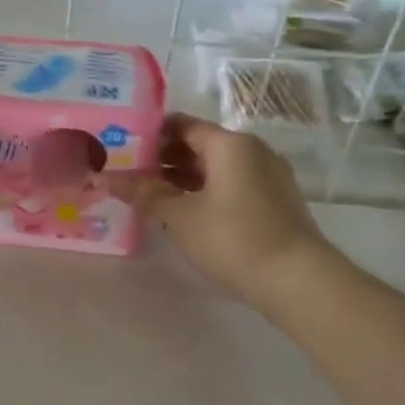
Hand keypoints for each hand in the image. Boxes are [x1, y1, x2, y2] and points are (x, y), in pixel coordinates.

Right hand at [110, 114, 332, 308]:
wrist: (298, 280)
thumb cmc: (233, 239)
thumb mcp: (180, 217)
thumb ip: (144, 194)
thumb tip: (106, 178)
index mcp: (230, 144)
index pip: (182, 124)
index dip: (150, 133)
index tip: (122, 147)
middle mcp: (252, 150)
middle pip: (200, 144)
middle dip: (164, 158)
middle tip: (129, 174)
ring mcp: (268, 175)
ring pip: (217, 167)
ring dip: (184, 177)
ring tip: (150, 195)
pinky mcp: (275, 200)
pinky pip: (232, 184)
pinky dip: (206, 191)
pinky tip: (185, 212)